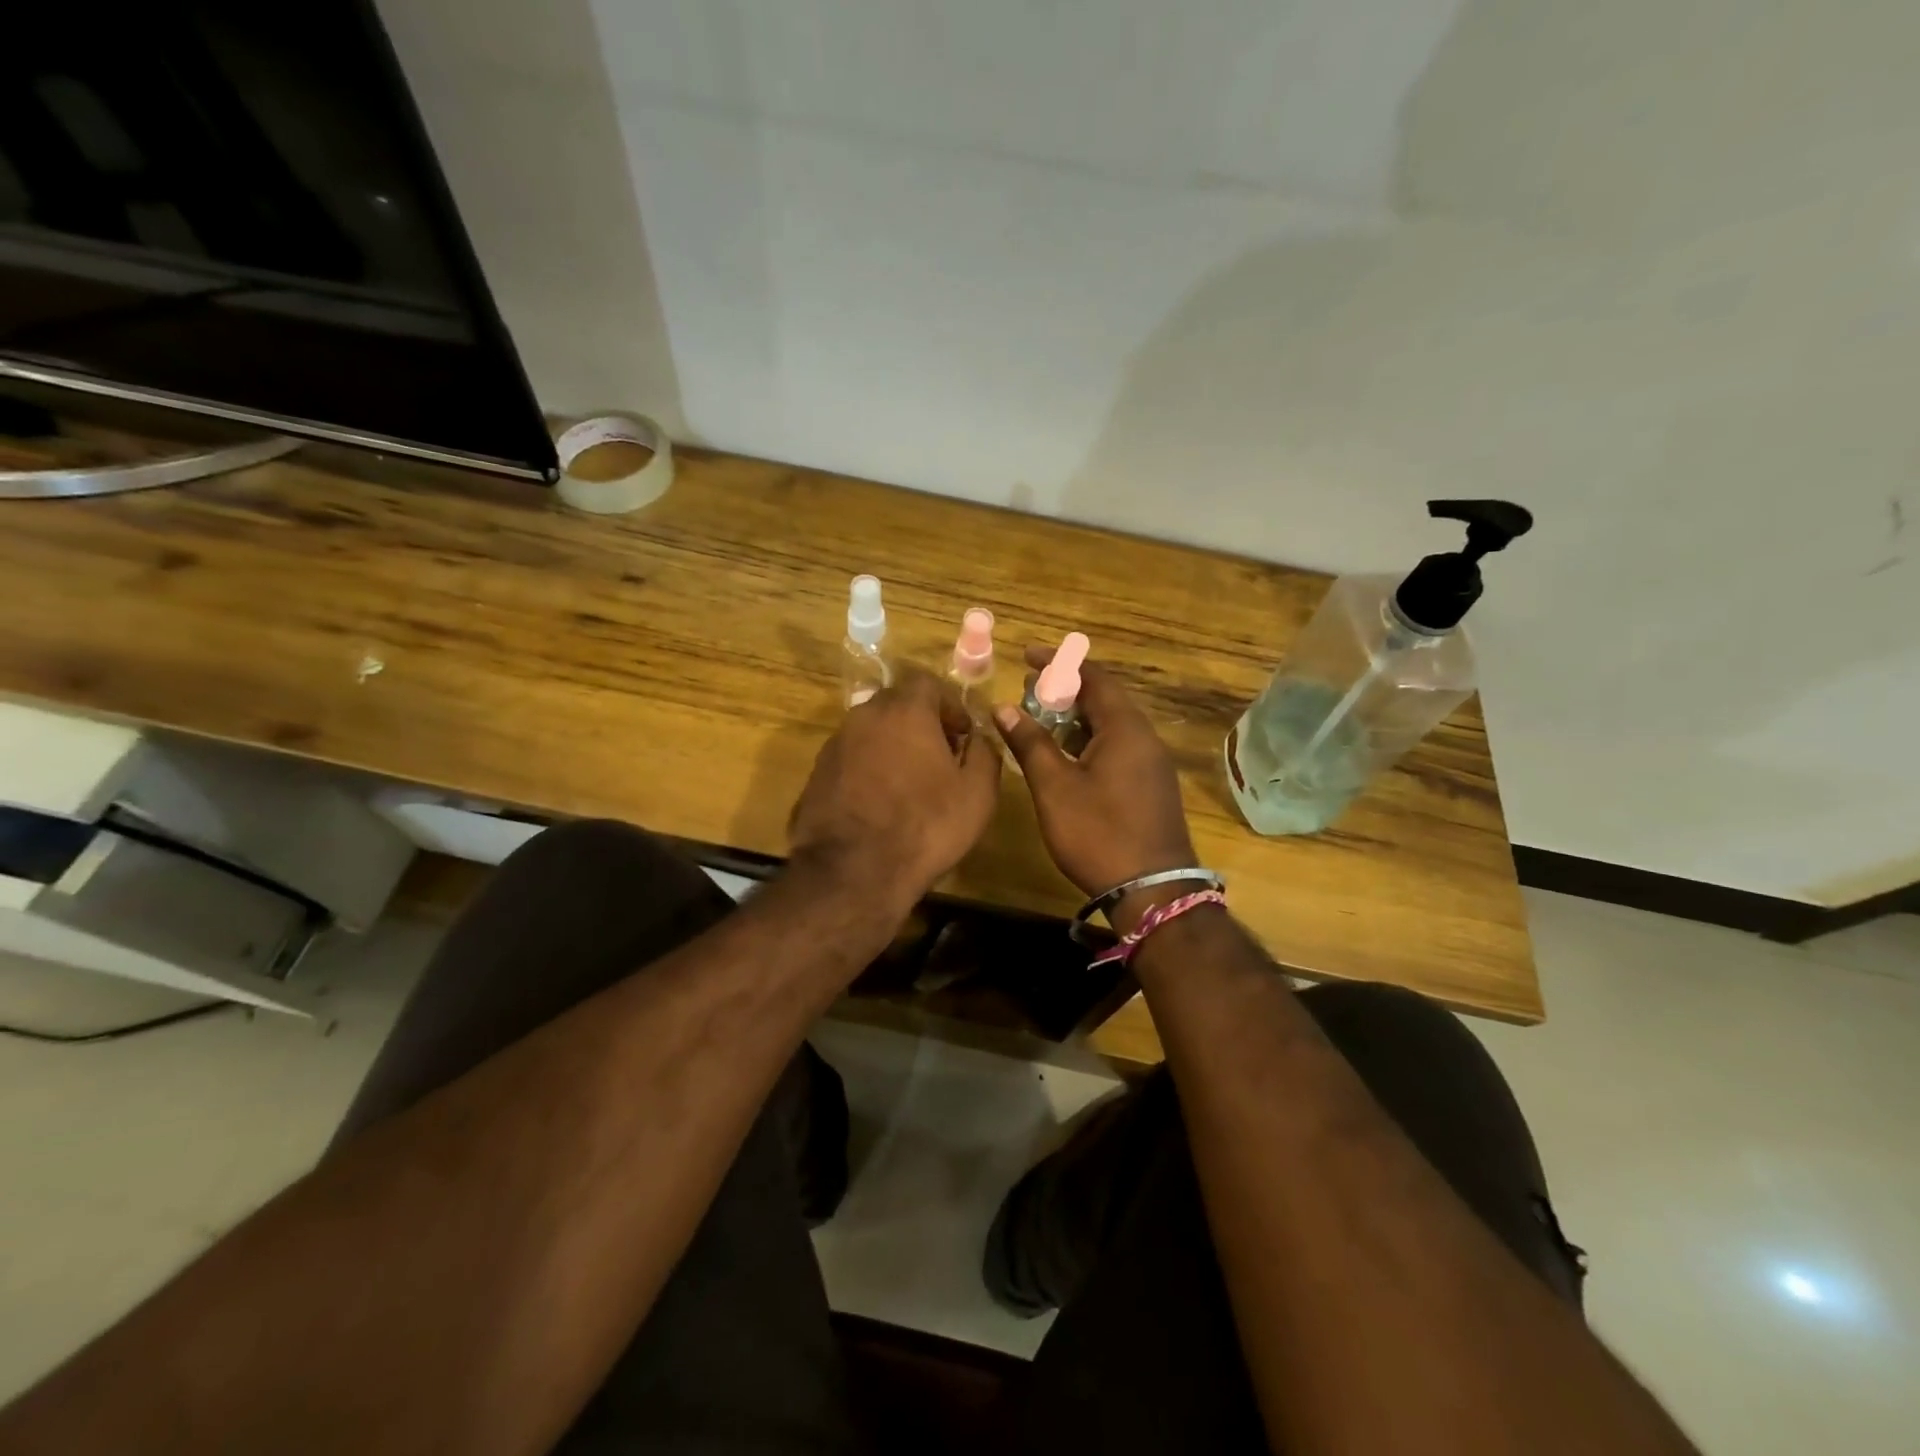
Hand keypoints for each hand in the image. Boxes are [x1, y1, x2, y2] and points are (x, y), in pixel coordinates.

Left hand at [789, 667, 1001, 909]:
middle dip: (921, 722)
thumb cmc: (926, 826)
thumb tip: (978, 739)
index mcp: (905, 711)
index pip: (928, 683)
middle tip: (940, 756)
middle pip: (897, 704)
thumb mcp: (978, 794)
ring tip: (911, 783)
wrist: (853, 871)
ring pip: (872, 731)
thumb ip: (985, 754)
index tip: (962, 734)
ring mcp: (836, 745)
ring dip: (893, 745)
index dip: (950, 705)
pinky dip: (869, 769)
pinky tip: (881, 802)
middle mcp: (865, 717)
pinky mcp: (817, 774)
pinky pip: (852, 758)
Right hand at [995, 646, 1197, 928]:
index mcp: (1125, 728)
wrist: (1153, 891)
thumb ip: (1030, 743)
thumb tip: (1004, 707)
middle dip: (1066, 690)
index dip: (1059, 662)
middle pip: (1105, 699)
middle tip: (1029, 692)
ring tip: (1041, 722)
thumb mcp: (1054, 787)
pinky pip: (1119, 747)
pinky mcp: (1152, 787)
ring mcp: (1152, 764)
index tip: (1027, 656)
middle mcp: (1145, 737)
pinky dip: (1090, 741)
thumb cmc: (1099, 833)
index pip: (1094, 677)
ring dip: (1077, 718)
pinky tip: (1067, 759)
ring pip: (1112, 726)